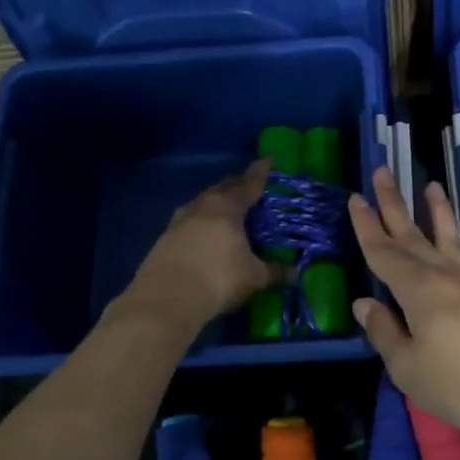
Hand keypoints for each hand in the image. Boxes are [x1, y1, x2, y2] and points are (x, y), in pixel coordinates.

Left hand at [124, 159, 277, 326]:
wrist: (165, 299)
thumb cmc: (218, 279)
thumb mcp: (253, 277)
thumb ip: (274, 272)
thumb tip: (295, 274)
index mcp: (227, 206)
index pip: (249, 183)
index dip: (261, 172)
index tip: (268, 159)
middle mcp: (202, 206)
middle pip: (223, 188)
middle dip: (238, 185)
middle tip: (250, 187)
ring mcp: (179, 220)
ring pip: (203, 203)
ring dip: (217, 203)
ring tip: (229, 210)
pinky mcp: (164, 238)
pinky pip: (190, 221)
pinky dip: (203, 222)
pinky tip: (207, 234)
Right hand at [348, 167, 459, 451]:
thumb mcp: (408, 369)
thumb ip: (384, 333)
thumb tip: (364, 304)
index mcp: (418, 290)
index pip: (383, 252)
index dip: (367, 226)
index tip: (355, 198)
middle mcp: (448, 277)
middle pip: (414, 236)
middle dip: (395, 204)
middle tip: (383, 172)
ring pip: (456, 241)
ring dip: (441, 213)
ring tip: (432, 186)